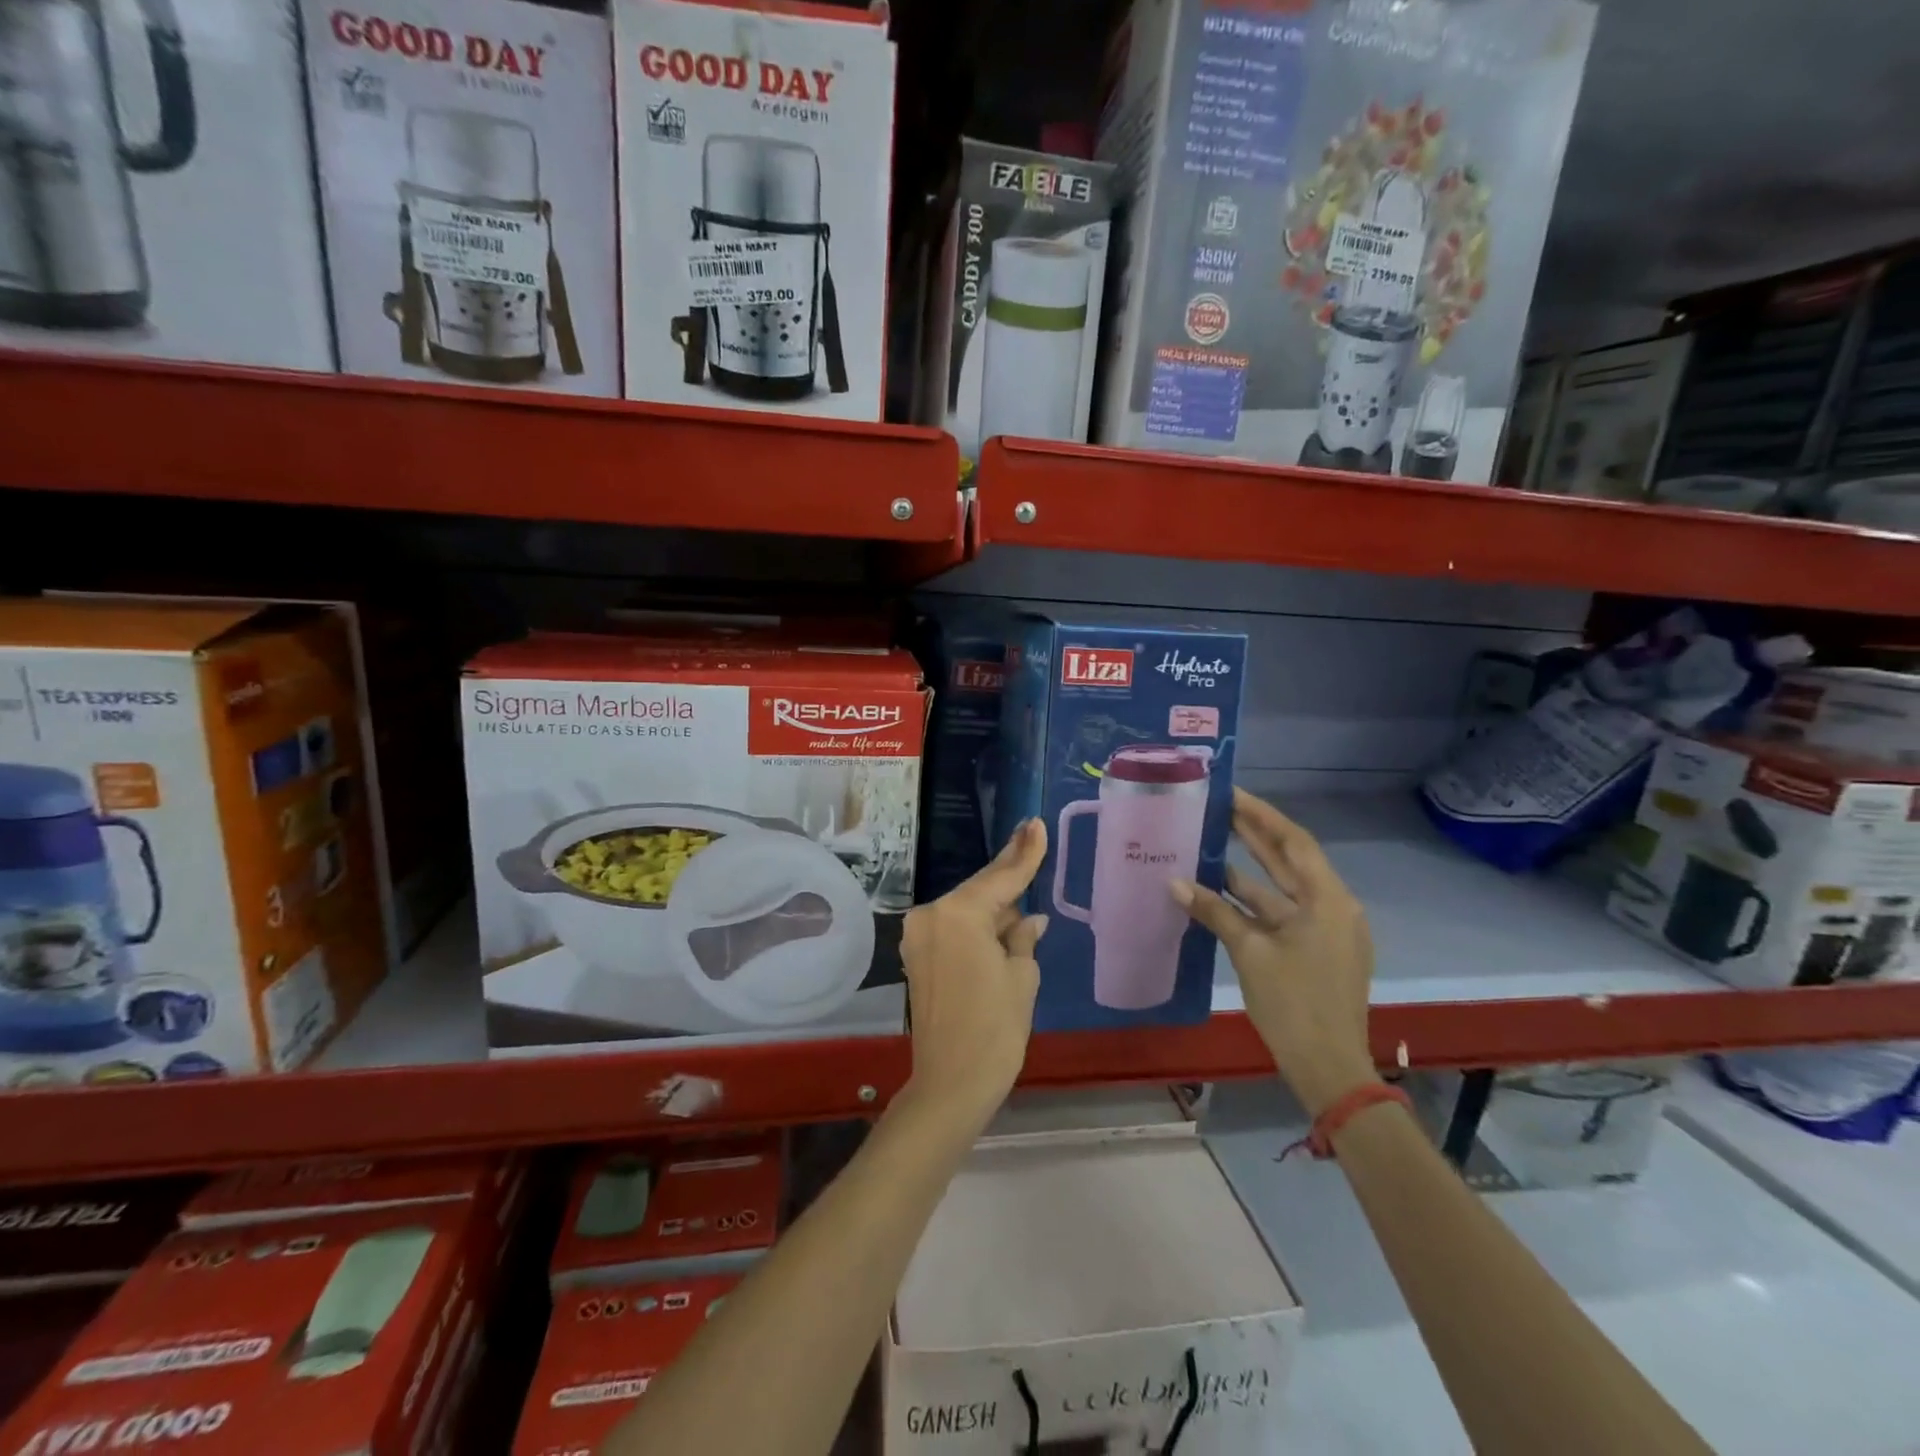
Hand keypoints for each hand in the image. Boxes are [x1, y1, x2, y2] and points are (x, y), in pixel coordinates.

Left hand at [897, 818, 1049, 1133]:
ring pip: (966, 909)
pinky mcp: (916, 955)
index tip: (1035, 824)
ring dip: (993, 907)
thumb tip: (1028, 919)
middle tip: (1030, 837)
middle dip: (1007, 874)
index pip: (1001, 878)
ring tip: (1024, 900)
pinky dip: (977, 926)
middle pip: (979, 890)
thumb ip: (1022, 936)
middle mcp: (931, 915)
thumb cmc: (995, 1030)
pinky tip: (1001, 924)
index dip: (1023, 853)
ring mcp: (918, 935)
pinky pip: (953, 928)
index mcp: (958, 914)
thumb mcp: (1021, 977)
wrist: (950, 1084)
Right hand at [1172, 789, 1376, 1115]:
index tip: (1231, 794)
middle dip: (1254, 835)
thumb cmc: (1294, 1004)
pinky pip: (1282, 914)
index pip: (1293, 842)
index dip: (1262, 815)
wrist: (1329, 1068)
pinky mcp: (1315, 952)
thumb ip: (1214, 912)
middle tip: (1218, 808)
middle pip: (1290, 861)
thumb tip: (1174, 882)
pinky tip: (1219, 892)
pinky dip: (1253, 903)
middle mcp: (1332, 907)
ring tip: (1211, 843)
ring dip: (1249, 870)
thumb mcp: (1250, 953)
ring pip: (1283, 890)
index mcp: (1327, 900)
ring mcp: (1325, 931)